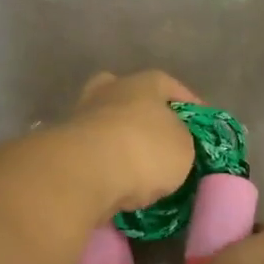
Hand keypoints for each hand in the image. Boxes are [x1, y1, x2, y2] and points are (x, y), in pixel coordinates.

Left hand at [65, 71, 202, 215]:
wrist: (85, 173)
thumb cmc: (145, 150)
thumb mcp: (184, 149)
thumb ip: (181, 141)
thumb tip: (170, 144)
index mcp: (144, 82)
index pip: (171, 86)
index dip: (189, 106)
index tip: (199, 125)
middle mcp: (110, 90)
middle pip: (130, 98)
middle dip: (144, 116)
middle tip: (159, 139)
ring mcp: (82, 116)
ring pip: (108, 124)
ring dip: (121, 142)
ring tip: (138, 168)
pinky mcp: (64, 145)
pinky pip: (94, 152)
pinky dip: (105, 163)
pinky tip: (117, 181)